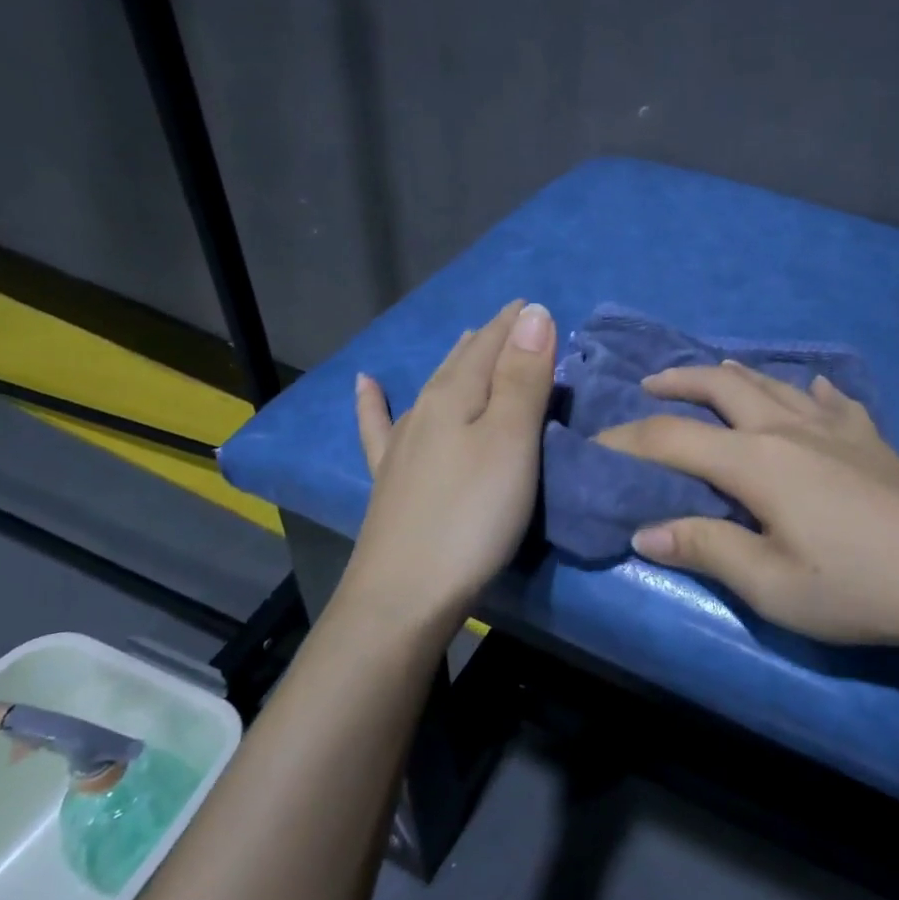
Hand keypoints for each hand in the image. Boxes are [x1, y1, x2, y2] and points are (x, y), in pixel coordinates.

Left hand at [343, 299, 556, 631]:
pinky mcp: (390, 480)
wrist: (405, 595)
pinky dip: (373, 402)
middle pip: (461, 362)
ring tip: (466, 338)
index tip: (533, 304)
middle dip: (489, 338)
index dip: (514, 324)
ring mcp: (402, 446)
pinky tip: (365, 385)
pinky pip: (378, 426)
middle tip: (512, 321)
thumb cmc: (473, 515)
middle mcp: (425, 411)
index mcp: (456, 396)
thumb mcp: (511, 442)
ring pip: (432, 387)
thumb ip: (523, 378)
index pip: (490, 345)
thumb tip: (533, 313)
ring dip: (454, 361)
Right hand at [594, 362, 898, 651]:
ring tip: (713, 374)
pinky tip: (812, 389)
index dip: (629, 439)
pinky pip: (831, 398)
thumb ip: (706, 549)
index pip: (673, 439)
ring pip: (772, 382)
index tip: (597, 444)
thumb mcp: (772, 585)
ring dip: (733, 374)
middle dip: (679, 380)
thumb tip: (645, 531)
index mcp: (756, 461)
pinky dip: (808, 389)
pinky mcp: (870, 437)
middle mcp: (787, 427)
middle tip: (649, 384)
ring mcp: (834, 426)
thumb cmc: (859, 585)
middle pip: (722, 386)